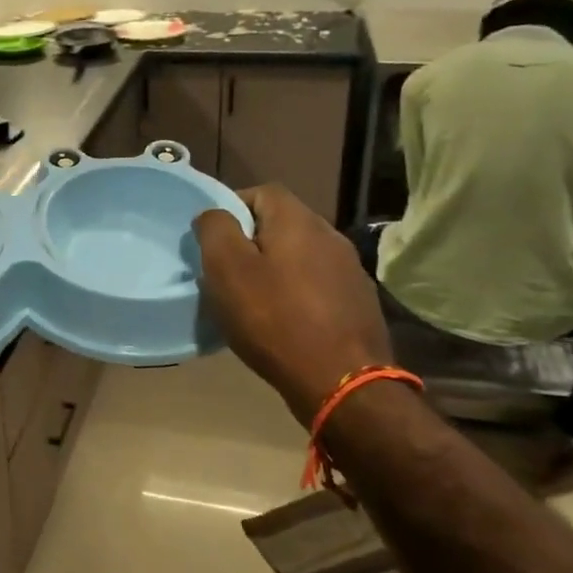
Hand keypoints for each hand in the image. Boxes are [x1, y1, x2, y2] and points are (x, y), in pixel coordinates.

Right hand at [194, 185, 391, 421]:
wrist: (342, 381)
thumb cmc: (275, 319)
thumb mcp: (228, 269)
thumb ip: (216, 230)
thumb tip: (214, 214)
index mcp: (298, 220)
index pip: (262, 191)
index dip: (233, 207)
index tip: (213, 239)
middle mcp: (330, 235)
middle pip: (282, 224)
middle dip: (252, 241)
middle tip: (227, 272)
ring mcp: (350, 270)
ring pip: (301, 256)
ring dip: (276, 269)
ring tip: (254, 300)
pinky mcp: (359, 303)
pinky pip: (317, 285)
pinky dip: (297, 293)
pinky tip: (285, 321)